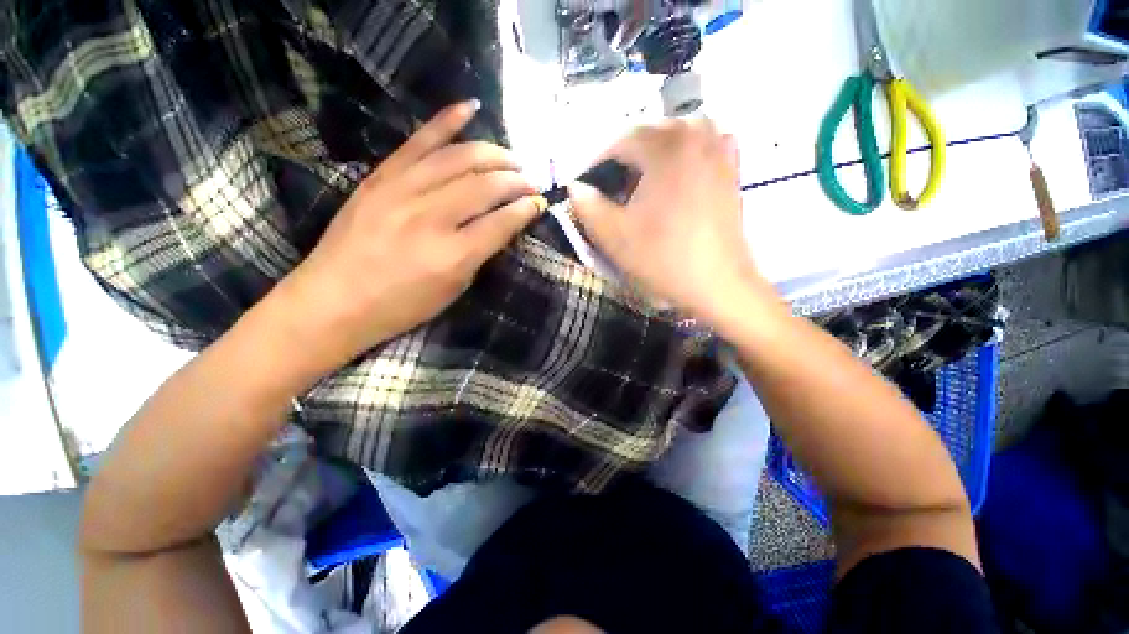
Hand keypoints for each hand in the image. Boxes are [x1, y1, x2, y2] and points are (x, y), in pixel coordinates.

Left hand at [273, 100, 544, 374]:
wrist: (332, 301)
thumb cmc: (400, 306)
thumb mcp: (453, 290)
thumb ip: (480, 254)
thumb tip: (502, 225)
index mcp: (453, 256)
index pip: (501, 222)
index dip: (526, 210)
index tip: (540, 203)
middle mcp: (431, 219)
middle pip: (485, 187)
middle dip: (516, 181)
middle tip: (531, 181)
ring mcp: (402, 192)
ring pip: (459, 159)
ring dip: (493, 154)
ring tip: (512, 158)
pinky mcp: (381, 178)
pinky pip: (418, 142)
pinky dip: (446, 122)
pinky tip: (470, 108)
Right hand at [568, 118, 778, 331]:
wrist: (718, 284)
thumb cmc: (663, 258)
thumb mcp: (613, 235)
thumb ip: (586, 205)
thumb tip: (576, 187)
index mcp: (666, 145)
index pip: (618, 141)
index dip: (596, 165)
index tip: (586, 189)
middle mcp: (696, 132)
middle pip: (646, 136)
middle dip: (623, 161)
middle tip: (611, 192)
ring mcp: (718, 147)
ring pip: (672, 138)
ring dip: (651, 157)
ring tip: (640, 188)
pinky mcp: (731, 167)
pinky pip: (698, 148)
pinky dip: (680, 157)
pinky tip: (673, 179)